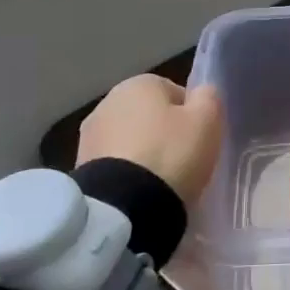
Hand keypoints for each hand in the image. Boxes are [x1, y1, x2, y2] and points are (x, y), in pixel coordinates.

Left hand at [78, 74, 223, 205]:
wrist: (124, 207)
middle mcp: (108, 101)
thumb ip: (209, 97)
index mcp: (140, 83)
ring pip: (130, 141)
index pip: (176, 93)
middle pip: (149, 116)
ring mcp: (89, 135)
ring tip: (160, 182)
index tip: (199, 141)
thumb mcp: (208, 120)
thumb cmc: (172, 154)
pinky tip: (139, 194)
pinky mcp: (80, 168)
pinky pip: (115, 165)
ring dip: (143, 155)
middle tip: (182, 162)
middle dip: (164, 135)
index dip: (192, 117)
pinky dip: (127, 175)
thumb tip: (202, 93)